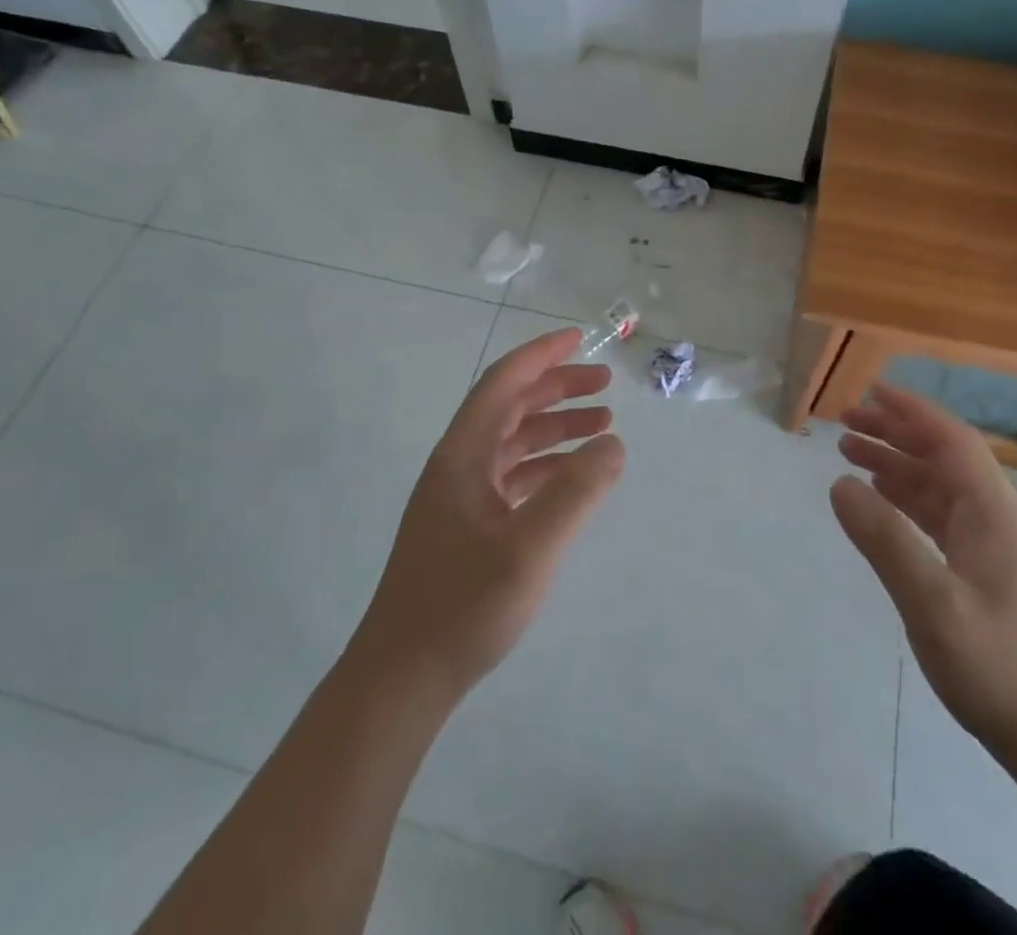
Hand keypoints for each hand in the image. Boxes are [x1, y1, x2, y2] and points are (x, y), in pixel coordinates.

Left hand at [353, 327, 624, 701]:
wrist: (403, 677)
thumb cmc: (462, 607)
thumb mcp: (529, 549)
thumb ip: (575, 492)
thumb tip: (613, 443)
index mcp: (463, 455)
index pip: (503, 383)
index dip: (541, 355)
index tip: (579, 338)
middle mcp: (459, 465)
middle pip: (511, 406)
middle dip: (556, 388)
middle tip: (603, 385)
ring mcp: (461, 496)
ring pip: (513, 441)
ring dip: (555, 426)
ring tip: (602, 424)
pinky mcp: (468, 525)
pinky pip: (512, 474)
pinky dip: (546, 464)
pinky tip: (574, 475)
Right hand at [832, 383, 1016, 761]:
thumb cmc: (998, 666)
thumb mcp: (933, 604)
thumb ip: (885, 540)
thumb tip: (839, 483)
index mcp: (994, 512)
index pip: (952, 440)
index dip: (912, 411)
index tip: (871, 391)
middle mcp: (995, 517)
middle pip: (942, 457)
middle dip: (895, 433)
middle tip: (845, 422)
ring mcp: (992, 545)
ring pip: (938, 486)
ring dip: (896, 465)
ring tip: (849, 452)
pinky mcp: (983, 570)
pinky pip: (938, 516)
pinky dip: (905, 499)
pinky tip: (879, 500)